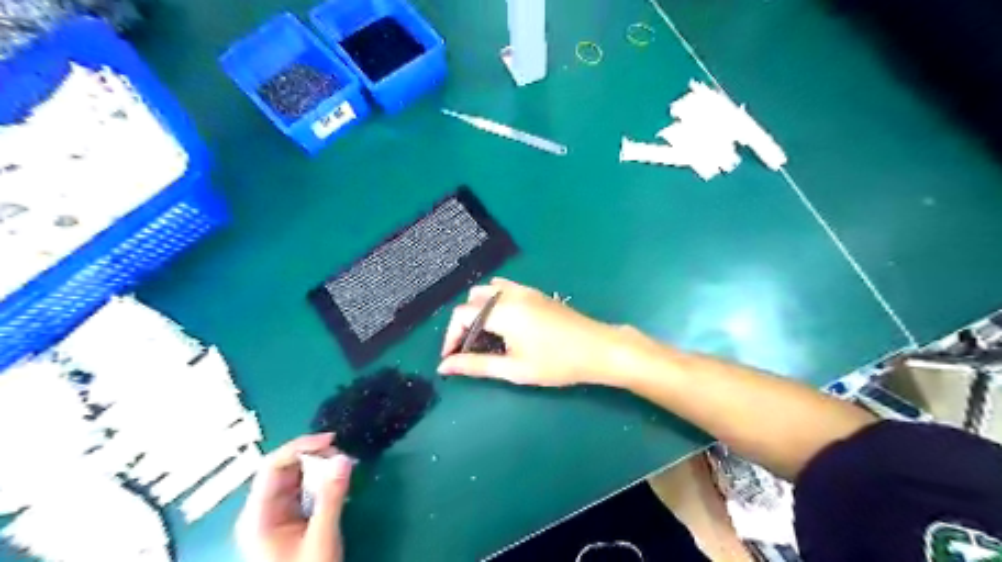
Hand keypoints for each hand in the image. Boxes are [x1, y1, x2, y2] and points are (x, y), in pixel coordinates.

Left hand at [237, 434, 353, 560]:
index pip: (272, 467)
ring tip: (343, 468)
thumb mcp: (321, 539)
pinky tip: (336, 483)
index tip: (332, 441)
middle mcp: (261, 511)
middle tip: (343, 458)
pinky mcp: (287, 522)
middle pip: (283, 470)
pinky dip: (320, 483)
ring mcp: (273, 517)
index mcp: (257, 516)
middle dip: (314, 457)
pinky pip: (302, 492)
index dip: (300, 446)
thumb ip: (331, 497)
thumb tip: (344, 458)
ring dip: (319, 469)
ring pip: (294, 479)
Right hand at [437, 277, 624, 386]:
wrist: (598, 349)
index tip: (451, 358)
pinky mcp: (536, 293)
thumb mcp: (515, 369)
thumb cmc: (557, 363)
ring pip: (488, 291)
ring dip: (478, 310)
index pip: (461, 315)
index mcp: (503, 311)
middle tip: (468, 349)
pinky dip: (494, 302)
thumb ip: (477, 365)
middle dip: (463, 323)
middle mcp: (510, 294)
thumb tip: (444, 367)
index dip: (450, 336)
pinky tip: (504, 324)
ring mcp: (525, 290)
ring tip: (485, 337)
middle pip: (472, 300)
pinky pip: (504, 289)